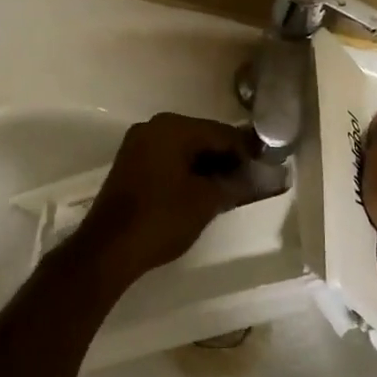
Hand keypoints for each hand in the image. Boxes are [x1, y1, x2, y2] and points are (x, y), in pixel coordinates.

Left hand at [75, 113, 256, 280]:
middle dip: (228, 158)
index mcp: (173, 128)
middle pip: (203, 137)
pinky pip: (169, 160)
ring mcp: (138, 145)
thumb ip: (236, 183)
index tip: (268, 168)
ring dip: (208, 166)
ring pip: (185, 149)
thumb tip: (260, 176)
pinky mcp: (131, 165)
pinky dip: (188, 172)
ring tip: (232, 189)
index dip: (248, 151)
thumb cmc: (161, 218)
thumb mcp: (207, 201)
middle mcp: (154, 127)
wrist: (109, 248)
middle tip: (253, 180)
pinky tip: (204, 191)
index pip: (222, 133)